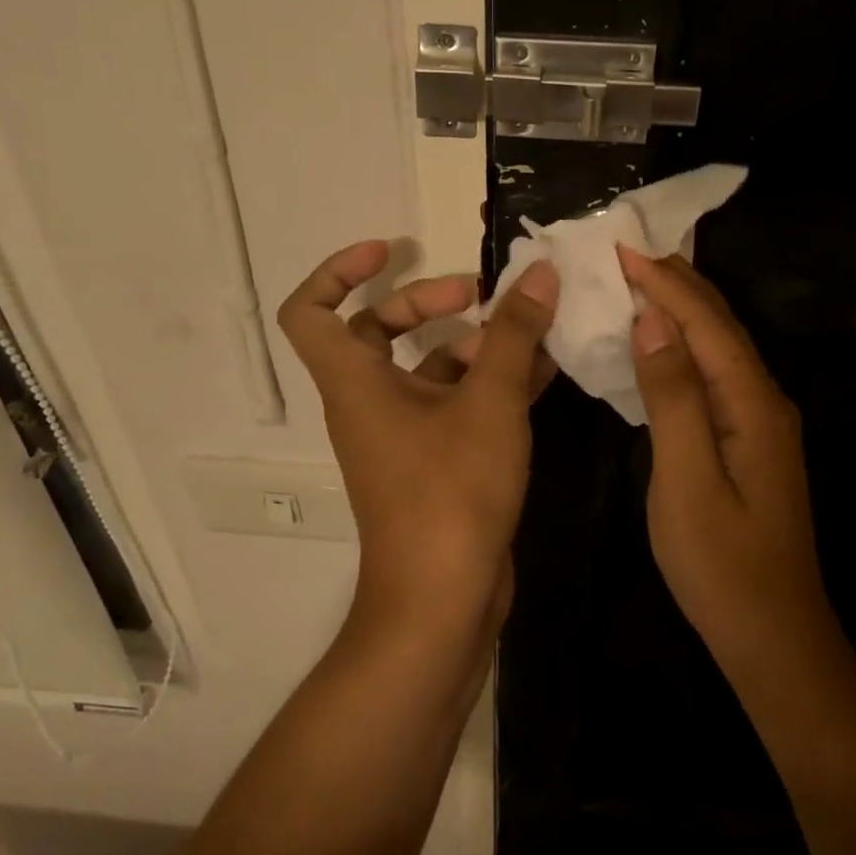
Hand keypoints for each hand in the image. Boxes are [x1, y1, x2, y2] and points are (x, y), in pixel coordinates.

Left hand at [278, 241, 558, 631]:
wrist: (443, 603)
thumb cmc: (450, 494)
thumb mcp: (490, 404)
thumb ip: (514, 335)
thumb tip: (538, 273)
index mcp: (356, 383)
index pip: (310, 312)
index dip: (337, 271)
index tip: (389, 250)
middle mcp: (370, 402)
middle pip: (379, 330)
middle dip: (429, 302)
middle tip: (482, 295)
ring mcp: (404, 434)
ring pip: (429, 367)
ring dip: (475, 343)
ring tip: (532, 329)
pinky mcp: (436, 460)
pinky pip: (458, 403)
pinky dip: (492, 382)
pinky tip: (546, 370)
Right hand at [619, 245, 834, 680]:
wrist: (774, 635)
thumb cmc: (722, 565)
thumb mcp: (686, 481)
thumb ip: (672, 396)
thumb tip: (653, 321)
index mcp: (751, 403)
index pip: (704, 323)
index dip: (663, 281)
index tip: (620, 247)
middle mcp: (763, 399)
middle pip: (718, 323)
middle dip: (674, 281)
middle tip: (624, 251)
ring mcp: (758, 420)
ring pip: (717, 345)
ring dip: (679, 307)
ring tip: (635, 280)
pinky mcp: (746, 438)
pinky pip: (712, 371)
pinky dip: (683, 343)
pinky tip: (658, 342)